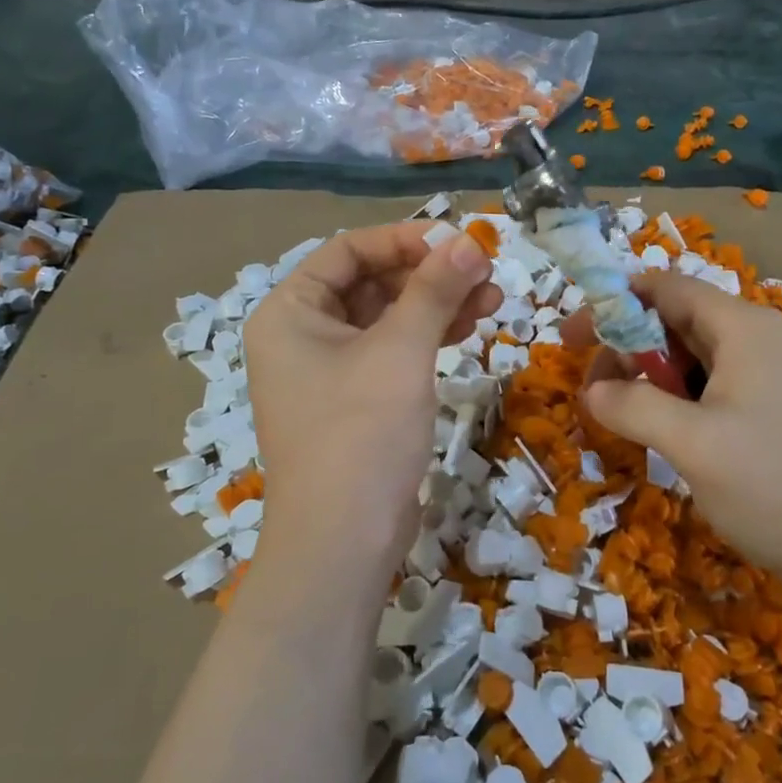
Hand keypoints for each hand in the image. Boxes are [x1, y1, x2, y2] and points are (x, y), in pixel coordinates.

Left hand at [244, 222, 500, 598]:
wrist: (343, 542)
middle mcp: (300, 335)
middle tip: (485, 272)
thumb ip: (434, 289)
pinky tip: (469, 329)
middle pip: (370, 282)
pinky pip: (390, 351)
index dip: (405, 240)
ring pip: (386, 317)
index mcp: (289, 312)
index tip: (459, 242)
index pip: (348, 250)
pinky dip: (427, 337)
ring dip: (436, 304)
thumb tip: (469, 239)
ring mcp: (326, 371)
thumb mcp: (401, 351)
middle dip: (428, 274)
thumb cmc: (361, 433)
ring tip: (492, 299)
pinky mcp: (352, 401)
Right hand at [569, 272, 781, 604]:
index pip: (666, 287)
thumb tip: (592, 391)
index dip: (613, 303)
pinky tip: (663, 435)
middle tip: (592, 389)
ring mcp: (772, 378)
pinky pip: (714, 389)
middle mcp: (759, 340)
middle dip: (627, 347)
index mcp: (743, 328)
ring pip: (694, 359)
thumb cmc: (776, 486)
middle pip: (677, 321)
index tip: (572, 337)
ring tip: (622, 416)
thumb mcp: (691, 443)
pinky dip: (678, 401)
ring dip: (650, 379)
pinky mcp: (777, 413)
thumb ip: (632, 406)